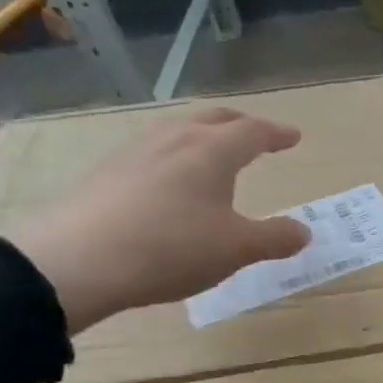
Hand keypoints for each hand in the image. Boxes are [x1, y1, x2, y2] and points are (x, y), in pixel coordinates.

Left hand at [12, 107, 310, 332]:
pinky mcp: (107, 174)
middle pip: (212, 120)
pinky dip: (176, 158)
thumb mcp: (237, 249)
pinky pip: (153, 153)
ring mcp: (134, 153)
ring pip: (178, 132)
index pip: (252, 131)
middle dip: (240, 125)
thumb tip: (304, 231)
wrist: (78, 262)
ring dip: (204, 137)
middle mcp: (174, 141)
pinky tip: (171, 182)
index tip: (293, 137)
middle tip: (258, 135)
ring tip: (214, 154)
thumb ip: (275, 238)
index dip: (276, 134)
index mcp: (212, 152)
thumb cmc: (173, 248)